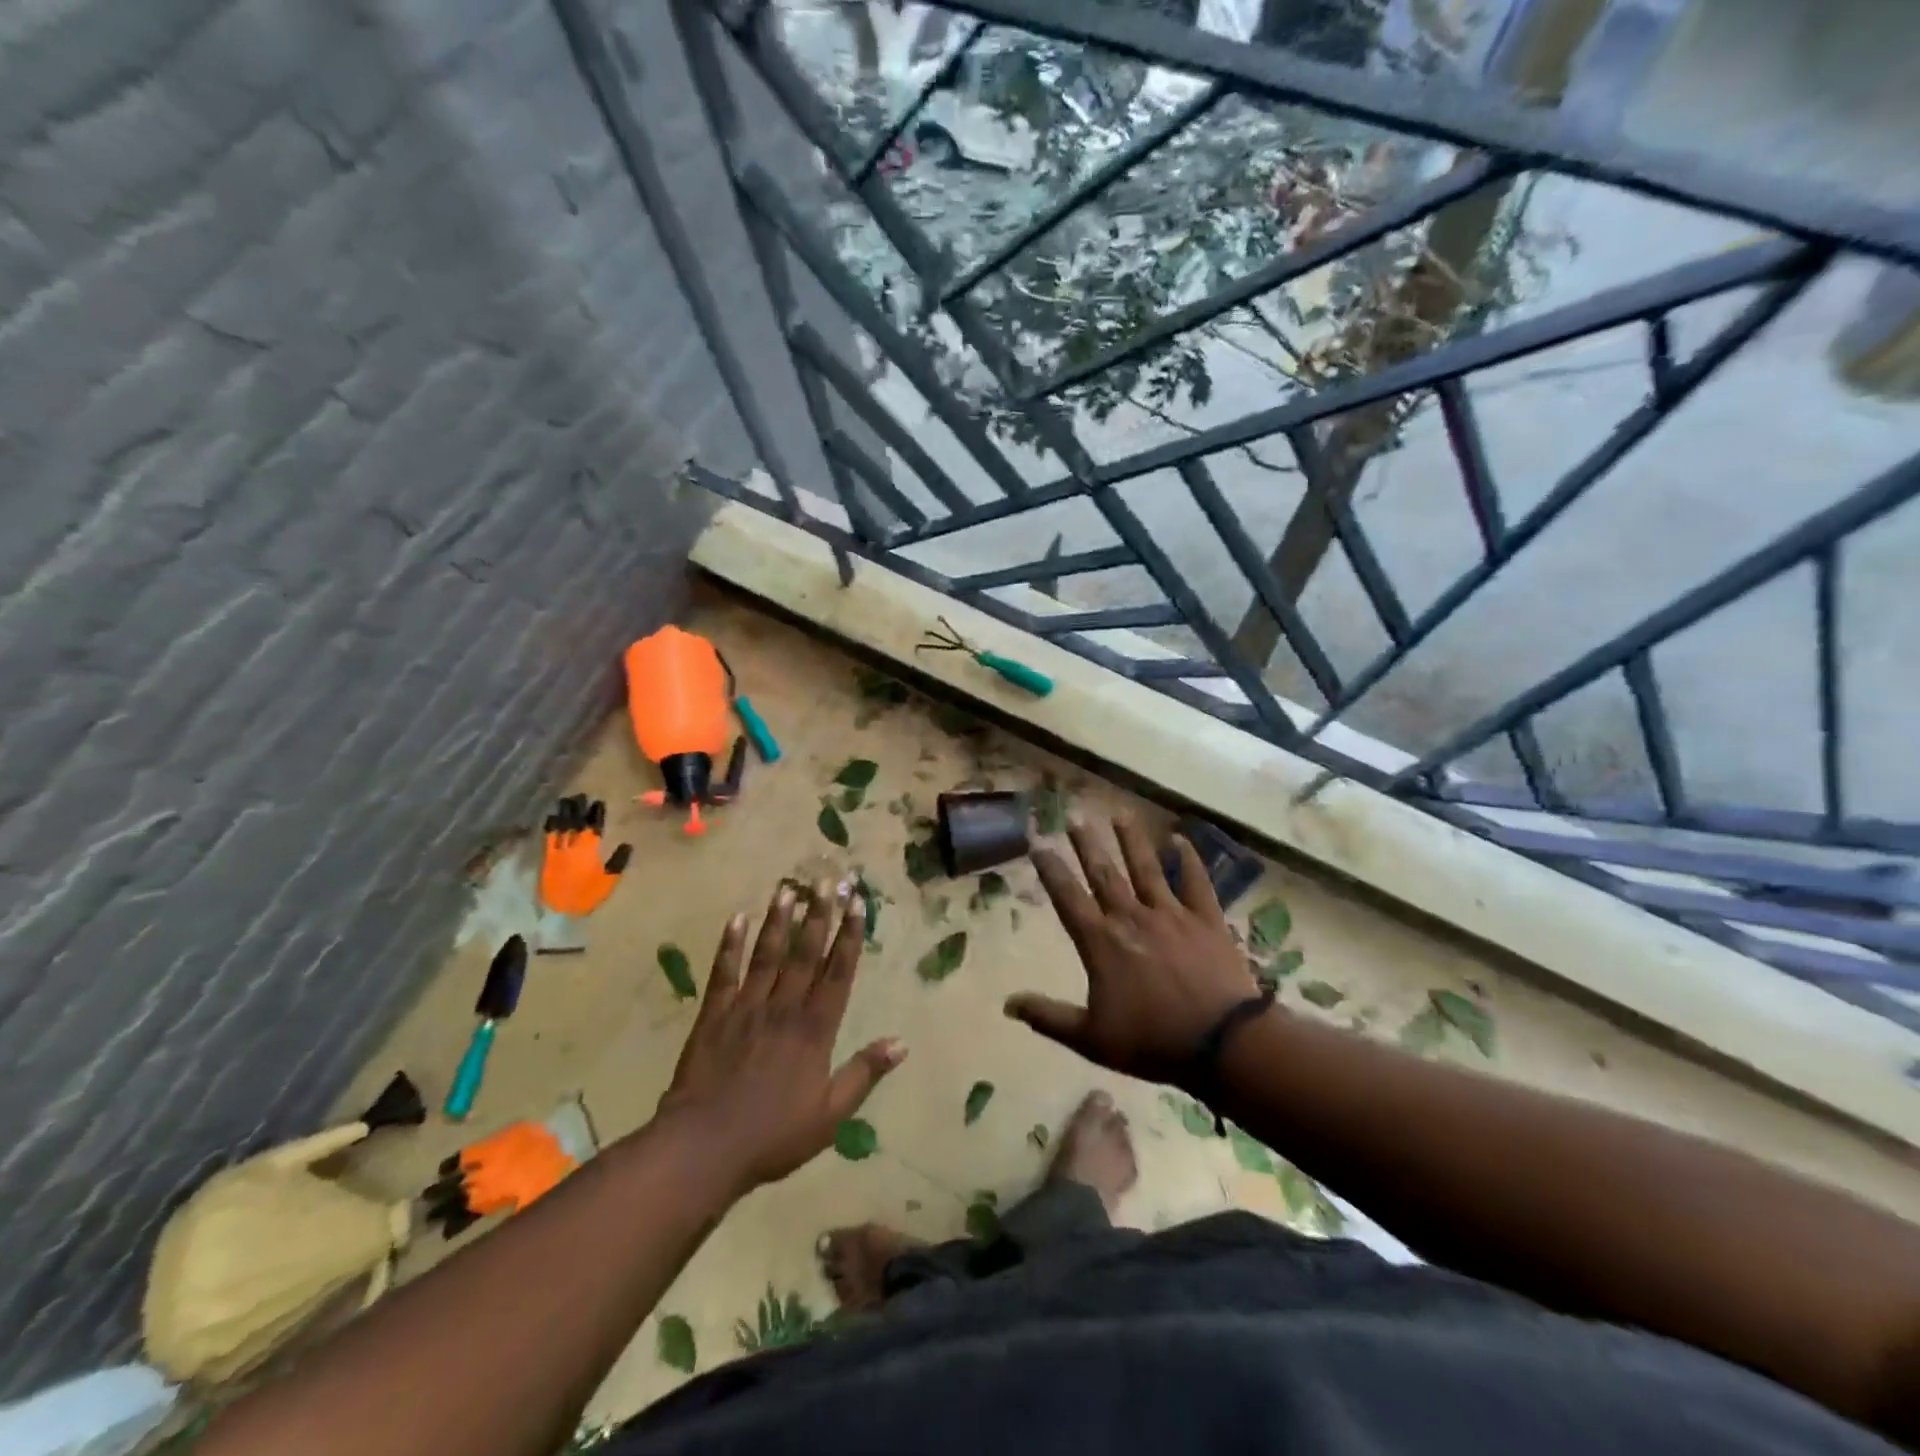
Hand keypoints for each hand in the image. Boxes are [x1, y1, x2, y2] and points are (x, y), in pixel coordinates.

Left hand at [539, 796, 631, 916]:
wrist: (560, 910)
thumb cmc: (588, 896)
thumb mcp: (609, 880)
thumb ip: (618, 861)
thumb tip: (627, 844)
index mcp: (590, 850)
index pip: (594, 826)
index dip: (596, 813)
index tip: (598, 802)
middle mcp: (573, 845)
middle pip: (575, 822)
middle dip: (578, 808)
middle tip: (580, 796)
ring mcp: (558, 850)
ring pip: (561, 826)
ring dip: (563, 813)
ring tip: (566, 801)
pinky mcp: (547, 857)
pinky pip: (548, 837)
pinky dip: (550, 826)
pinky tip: (551, 817)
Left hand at [657, 879, 903, 1193]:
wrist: (703, 1148)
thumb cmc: (773, 1135)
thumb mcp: (830, 1115)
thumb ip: (864, 1074)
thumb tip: (901, 1042)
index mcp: (814, 1030)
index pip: (837, 973)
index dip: (849, 937)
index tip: (857, 904)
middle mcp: (783, 1008)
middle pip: (804, 954)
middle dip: (818, 916)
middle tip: (827, 881)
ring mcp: (746, 1008)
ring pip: (767, 955)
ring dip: (779, 921)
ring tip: (788, 889)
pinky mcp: (714, 1016)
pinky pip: (724, 973)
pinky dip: (730, 945)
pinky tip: (737, 919)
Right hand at [1007, 817, 1262, 1087]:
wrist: (1222, 1043)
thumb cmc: (1152, 1042)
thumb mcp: (1090, 1038)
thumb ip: (1048, 1017)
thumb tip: (1006, 1004)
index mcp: (1101, 943)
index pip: (1068, 898)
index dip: (1051, 870)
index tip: (1038, 844)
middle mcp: (1131, 918)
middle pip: (1104, 873)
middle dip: (1087, 844)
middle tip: (1075, 815)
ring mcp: (1171, 914)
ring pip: (1146, 868)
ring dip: (1131, 840)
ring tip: (1119, 814)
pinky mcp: (1206, 919)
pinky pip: (1195, 882)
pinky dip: (1188, 860)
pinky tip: (1179, 839)